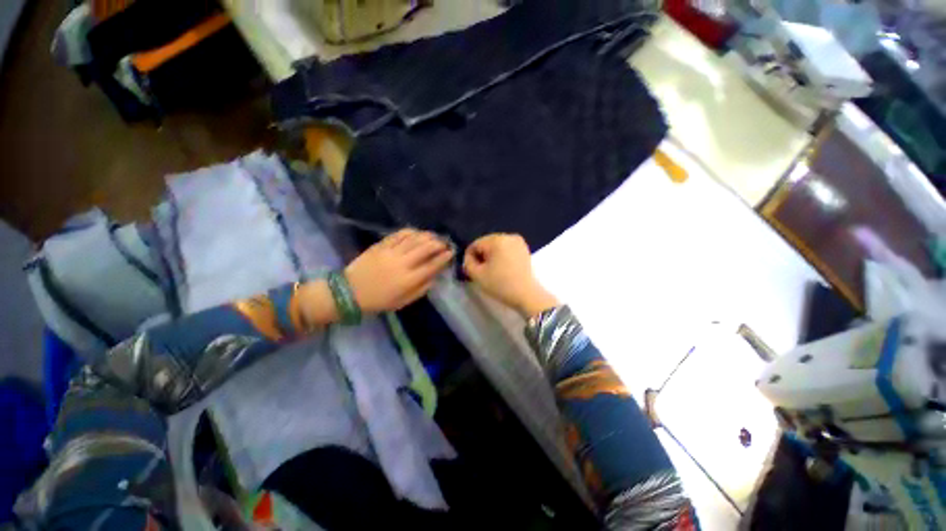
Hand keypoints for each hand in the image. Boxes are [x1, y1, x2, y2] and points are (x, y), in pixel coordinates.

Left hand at [345, 229, 453, 312]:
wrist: (348, 292)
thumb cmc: (379, 301)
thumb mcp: (403, 302)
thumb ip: (421, 289)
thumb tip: (435, 277)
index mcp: (409, 280)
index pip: (432, 265)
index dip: (444, 257)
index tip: (451, 252)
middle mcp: (402, 263)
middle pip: (425, 248)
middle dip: (439, 243)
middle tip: (445, 242)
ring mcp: (391, 252)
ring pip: (414, 239)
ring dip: (427, 236)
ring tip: (434, 236)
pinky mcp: (381, 245)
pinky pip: (399, 234)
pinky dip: (411, 231)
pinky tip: (417, 232)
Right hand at [463, 234, 557, 317]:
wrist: (526, 294)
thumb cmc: (501, 285)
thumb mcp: (477, 275)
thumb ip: (468, 263)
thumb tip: (469, 257)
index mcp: (496, 240)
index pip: (475, 244)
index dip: (470, 256)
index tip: (471, 269)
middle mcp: (508, 236)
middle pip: (486, 243)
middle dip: (482, 255)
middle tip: (481, 270)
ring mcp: (518, 241)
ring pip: (496, 245)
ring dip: (491, 255)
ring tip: (492, 270)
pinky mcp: (524, 248)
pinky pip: (506, 248)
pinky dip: (501, 255)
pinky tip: (502, 267)